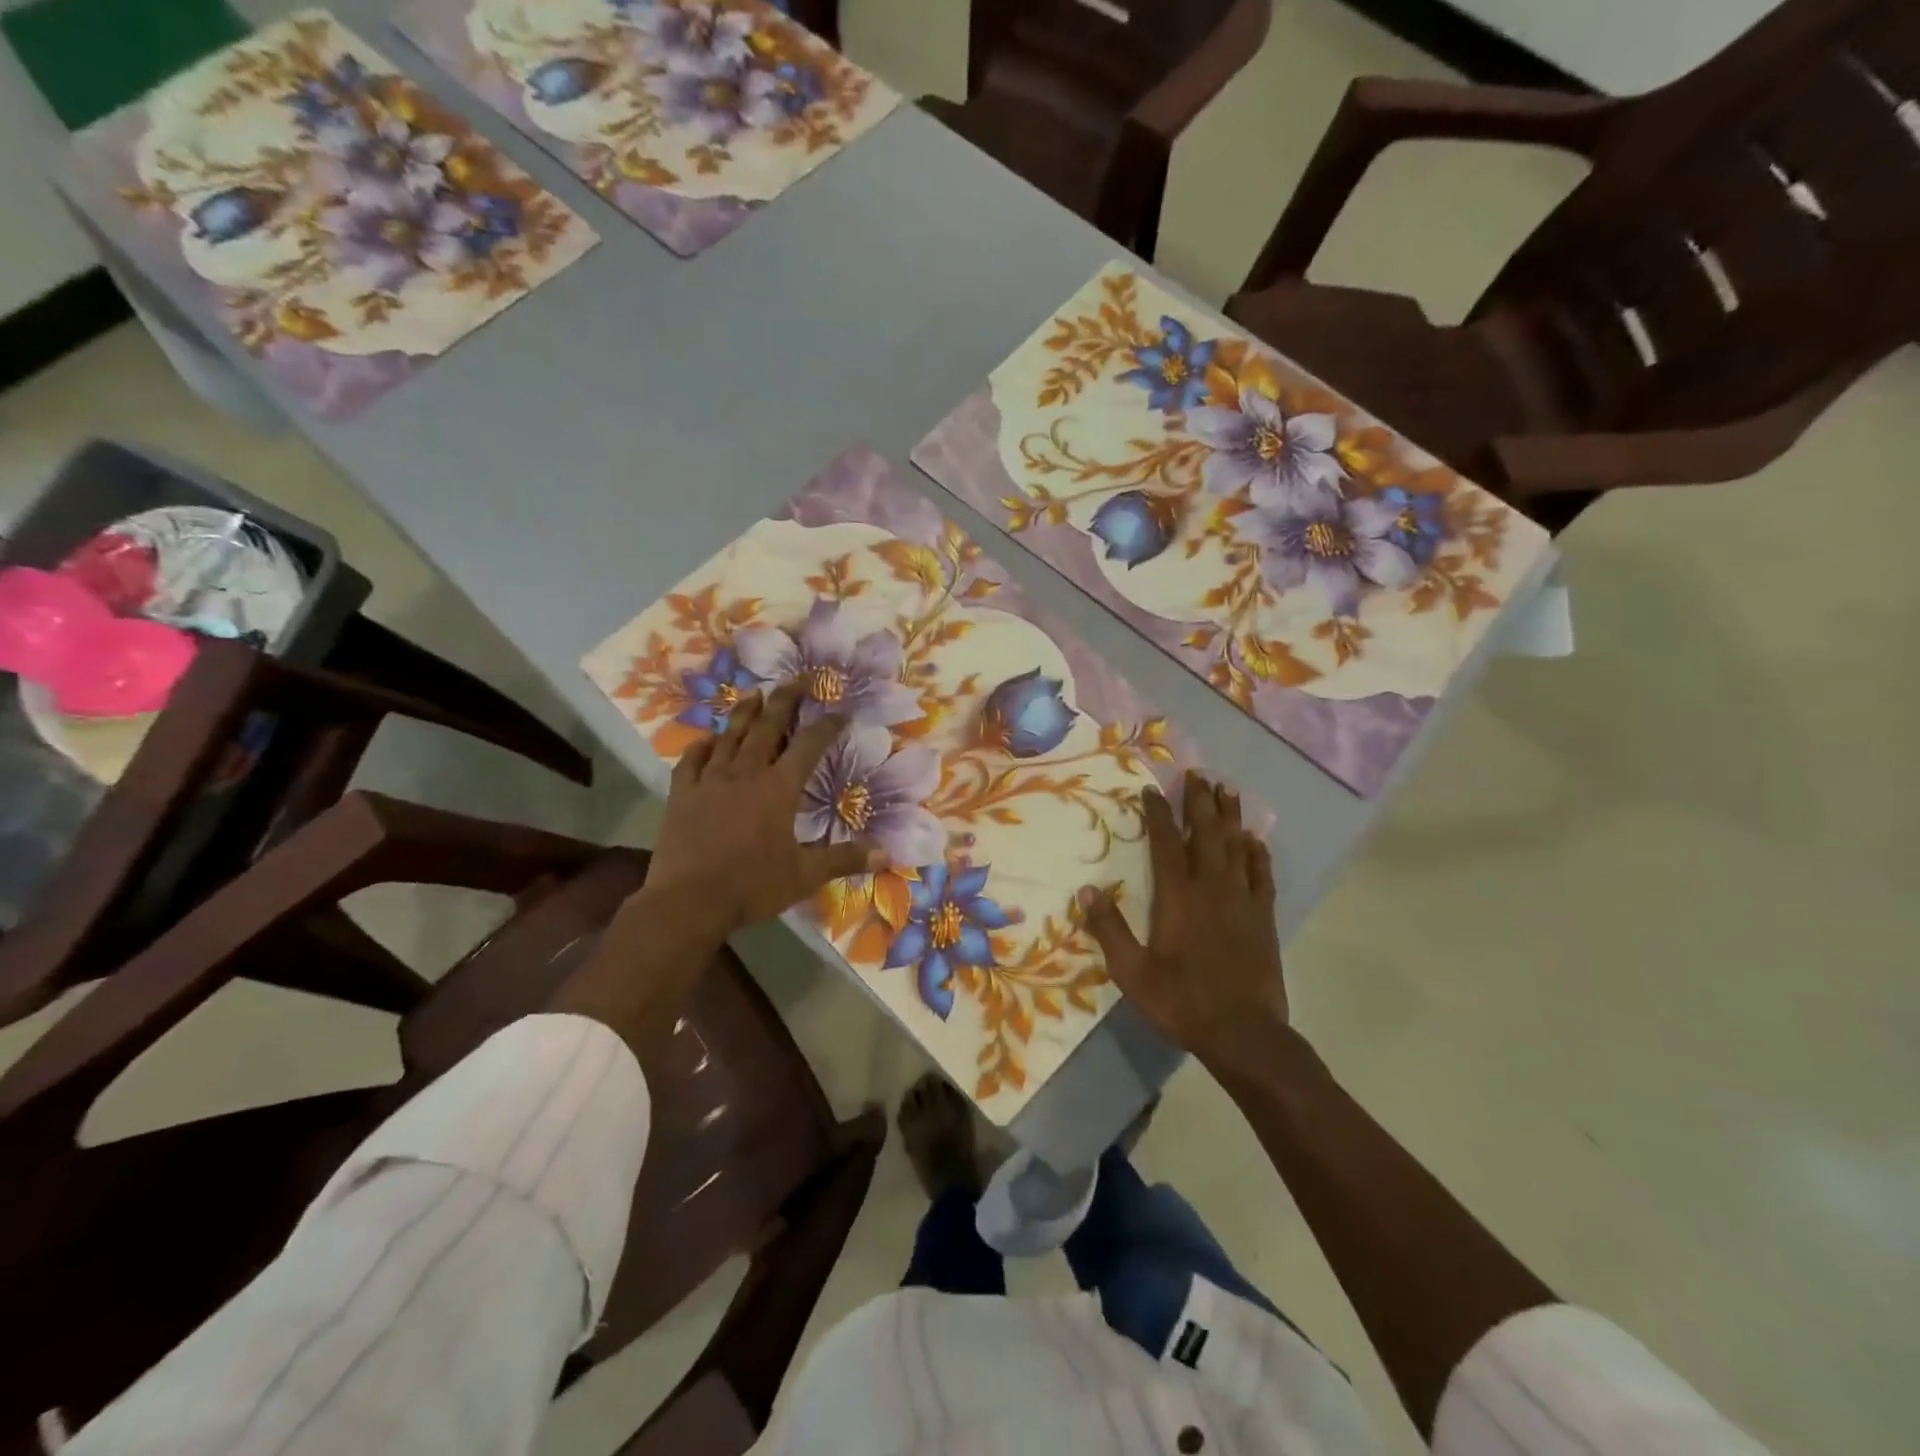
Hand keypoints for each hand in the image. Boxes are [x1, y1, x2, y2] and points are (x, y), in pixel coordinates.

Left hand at [650, 682, 884, 934]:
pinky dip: (702, 746)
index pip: (810, 746)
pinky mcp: (682, 794)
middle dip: (785, 700)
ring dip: (745, 713)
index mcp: (778, 787)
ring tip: (754, 694)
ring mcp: (710, 780)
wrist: (687, 901)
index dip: (827, 726)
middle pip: (768, 726)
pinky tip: (706, 739)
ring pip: (730, 736)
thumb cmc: (752, 885)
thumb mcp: (805, 875)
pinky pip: (691, 760)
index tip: (841, 711)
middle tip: (797, 679)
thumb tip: (887, 855)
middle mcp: (746, 773)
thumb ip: (844, 859)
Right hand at [1080, 771, 1286, 1062]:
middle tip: (1196, 774)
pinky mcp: (1264, 917)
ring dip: (1230, 816)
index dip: (1158, 813)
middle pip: (1206, 833)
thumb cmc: (1181, 1002)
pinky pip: (1262, 874)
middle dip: (1200, 801)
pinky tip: (1254, 839)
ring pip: (1236, 846)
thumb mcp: (1132, 972)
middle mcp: (1211, 888)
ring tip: (1226, 790)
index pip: (1165, 842)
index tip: (1152, 790)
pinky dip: (1258, 853)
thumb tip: (1087, 891)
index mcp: (1177, 897)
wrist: (1243, 1033)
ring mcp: (1242, 900)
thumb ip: (1109, 929)